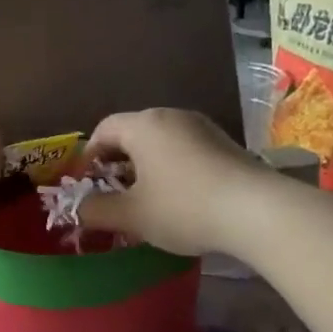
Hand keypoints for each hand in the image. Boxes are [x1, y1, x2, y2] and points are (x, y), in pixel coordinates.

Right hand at [77, 109, 269, 256]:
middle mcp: (171, 116)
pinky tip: (179, 200)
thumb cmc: (184, 207)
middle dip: (117, 164)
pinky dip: (172, 170)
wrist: (258, 211)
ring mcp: (202, 128)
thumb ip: (96, 210)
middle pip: (132, 134)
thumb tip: (74, 209)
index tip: (86, 186)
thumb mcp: (133, 215)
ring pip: (160, 143)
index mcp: (143, 125)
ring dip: (146, 168)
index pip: (103, 129)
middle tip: (112, 196)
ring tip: (145, 202)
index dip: (88, 157)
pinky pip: (185, 151)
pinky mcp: (226, 144)